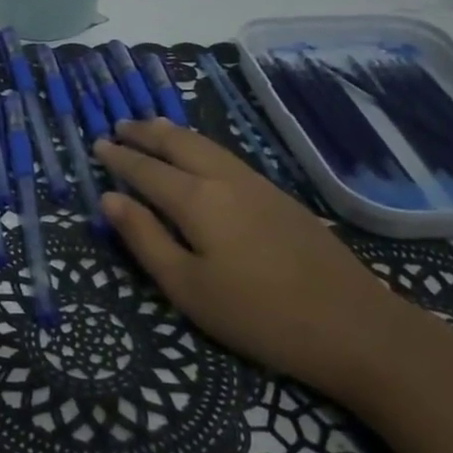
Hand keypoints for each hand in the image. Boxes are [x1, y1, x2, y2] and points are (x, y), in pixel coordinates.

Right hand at [93, 118, 416, 399]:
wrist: (355, 327)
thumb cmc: (257, 314)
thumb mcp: (187, 287)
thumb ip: (144, 239)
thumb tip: (109, 199)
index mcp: (197, 200)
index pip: (146, 169)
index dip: (120, 158)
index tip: (97, 145)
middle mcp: (225, 179)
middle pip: (179, 144)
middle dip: (146, 132)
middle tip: (120, 125)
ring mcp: (258, 185)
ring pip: (206, 145)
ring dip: (174, 134)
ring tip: (153, 127)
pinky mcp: (280, 198)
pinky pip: (226, 156)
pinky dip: (200, 146)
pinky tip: (201, 156)